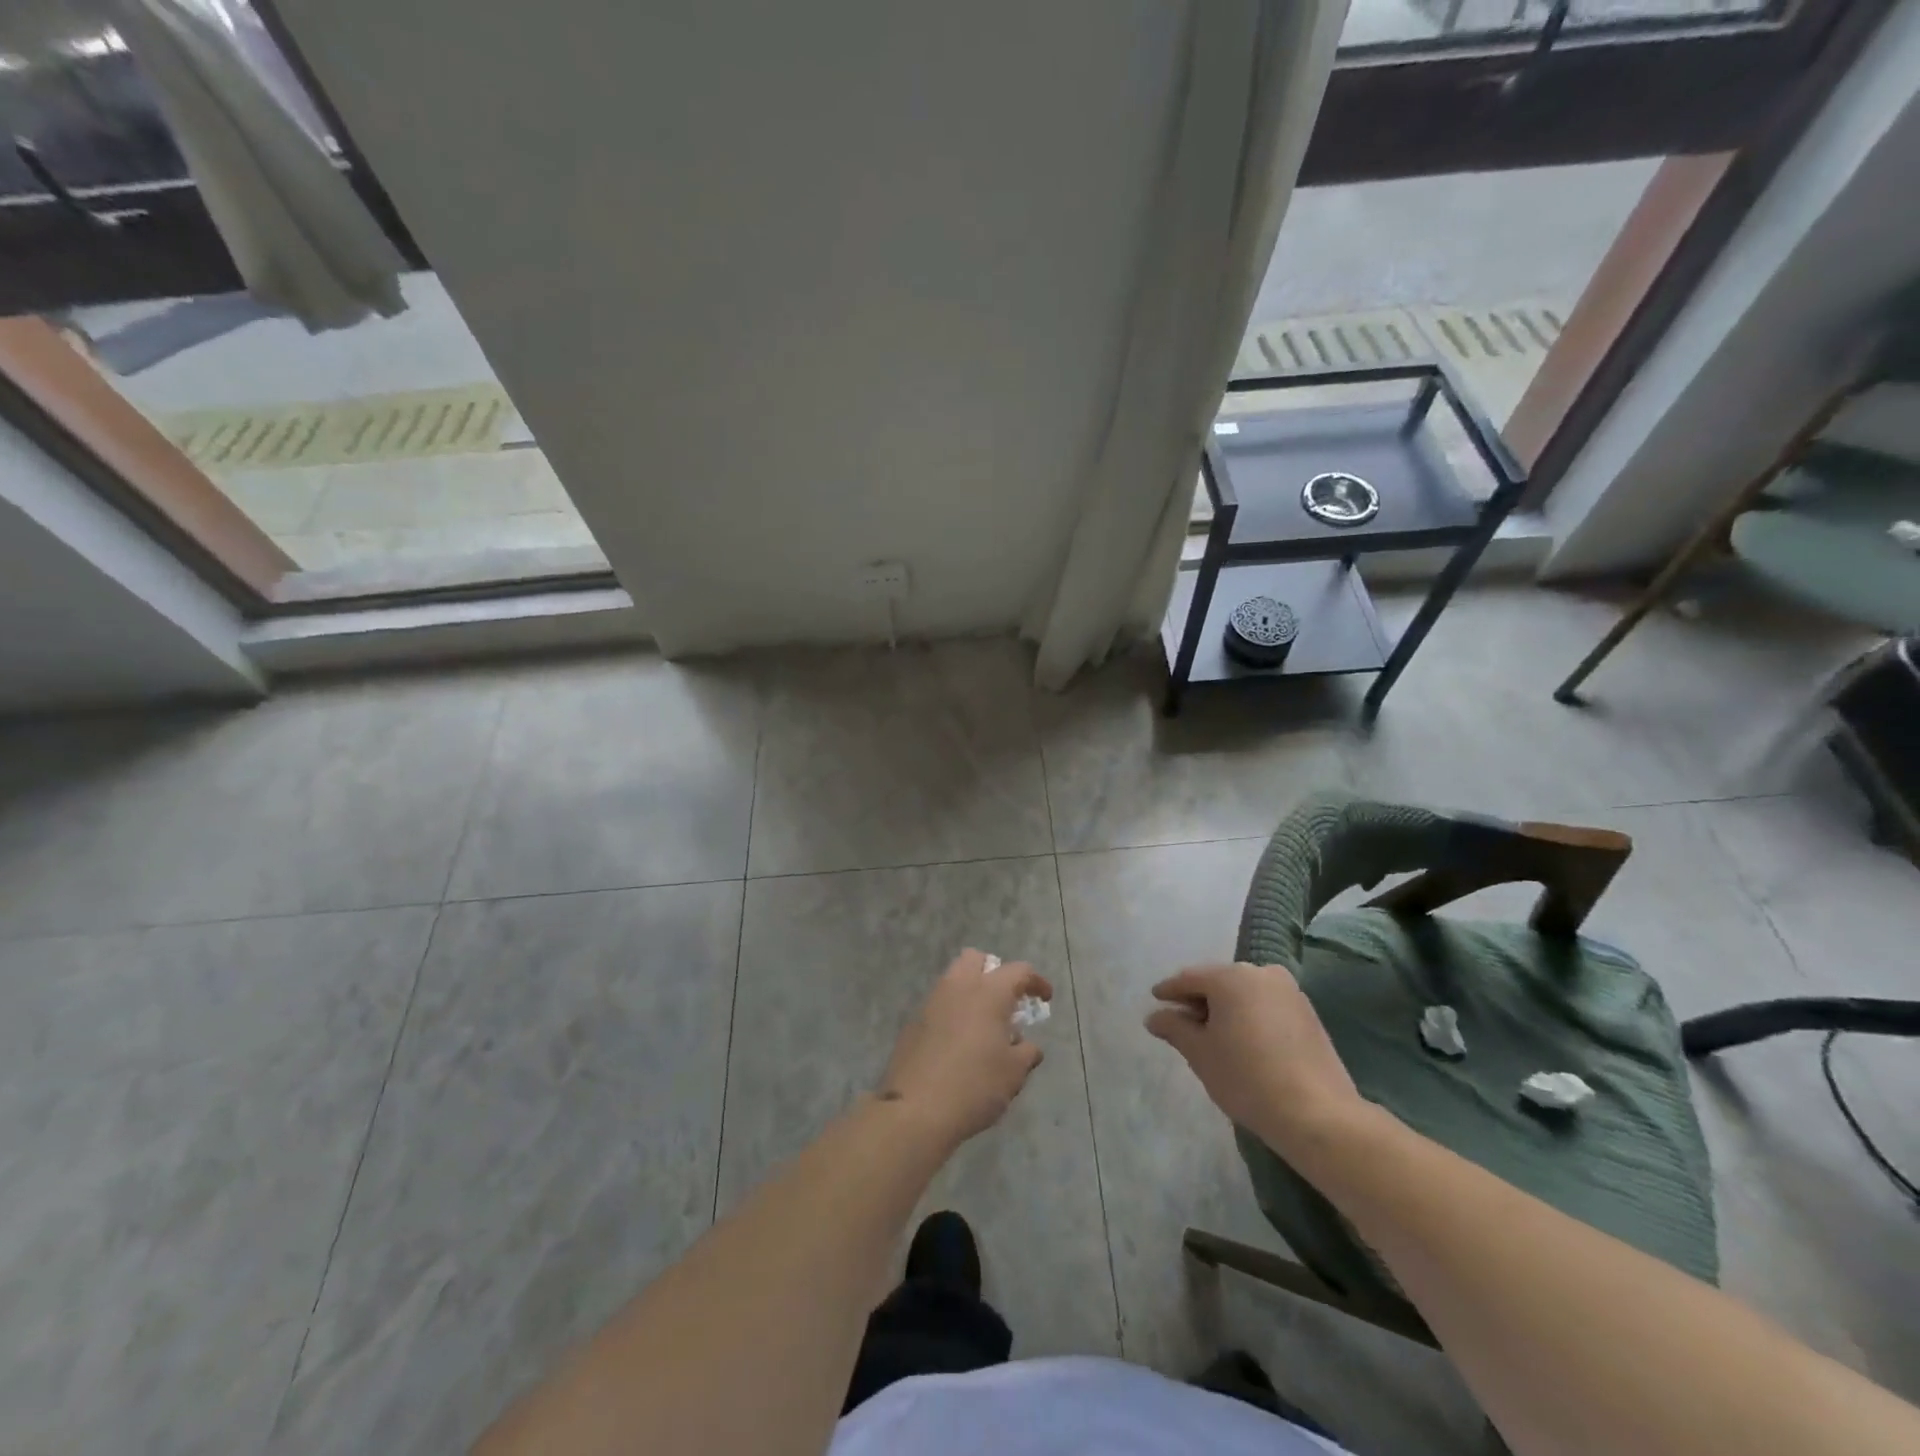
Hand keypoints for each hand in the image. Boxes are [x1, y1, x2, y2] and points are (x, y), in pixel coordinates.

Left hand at [878, 950, 1051, 1147]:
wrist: (915, 1109)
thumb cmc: (975, 1085)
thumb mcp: (1013, 1073)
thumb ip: (1026, 1053)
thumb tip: (1028, 1047)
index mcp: (988, 992)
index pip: (1019, 971)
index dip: (1036, 982)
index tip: (1045, 998)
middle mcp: (958, 987)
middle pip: (976, 959)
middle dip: (994, 972)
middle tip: (1006, 1001)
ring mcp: (932, 1002)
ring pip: (954, 979)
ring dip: (971, 991)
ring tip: (984, 1025)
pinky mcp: (914, 1022)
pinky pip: (939, 1004)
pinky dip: (953, 1012)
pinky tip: (959, 1043)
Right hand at [1145, 962, 1364, 1157]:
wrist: (1317, 1115)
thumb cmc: (1246, 1078)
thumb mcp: (1200, 1053)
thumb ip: (1174, 1028)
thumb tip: (1154, 1016)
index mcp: (1231, 977)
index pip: (1189, 979)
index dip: (1169, 991)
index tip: (1155, 999)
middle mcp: (1261, 973)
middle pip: (1219, 982)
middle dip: (1199, 1000)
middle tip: (1181, 1022)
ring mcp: (1289, 991)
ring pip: (1244, 993)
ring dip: (1225, 1009)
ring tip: (1212, 1035)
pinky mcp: (1307, 1013)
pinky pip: (1266, 1005)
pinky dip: (1249, 1016)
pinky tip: (1242, 1040)